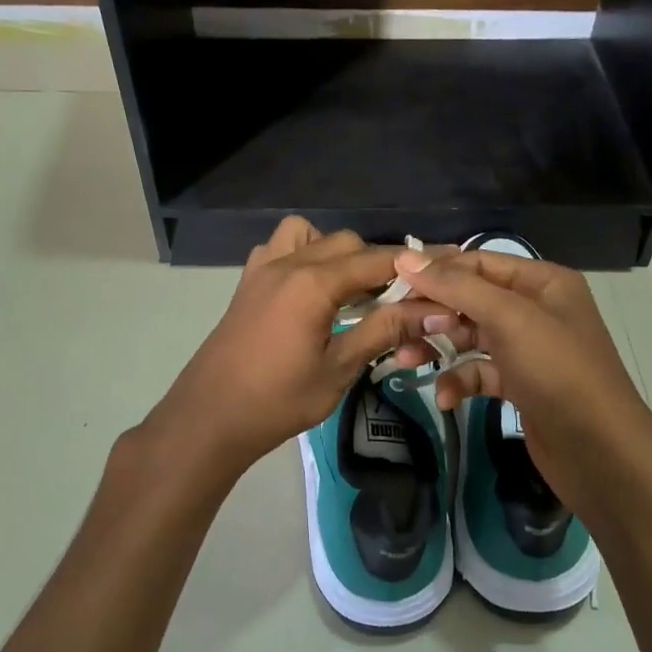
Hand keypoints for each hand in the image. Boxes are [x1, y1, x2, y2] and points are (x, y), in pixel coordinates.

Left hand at [145, 218, 449, 483]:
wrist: (209, 417)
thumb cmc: (277, 400)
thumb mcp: (338, 369)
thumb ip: (384, 331)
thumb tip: (434, 310)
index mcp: (313, 283)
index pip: (376, 261)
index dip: (413, 266)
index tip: (442, 273)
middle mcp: (288, 262)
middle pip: (346, 242)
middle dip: (377, 264)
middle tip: (396, 301)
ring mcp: (263, 268)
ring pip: (310, 234)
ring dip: (336, 252)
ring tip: (348, 291)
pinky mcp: (248, 282)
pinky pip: (280, 247)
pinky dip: (303, 254)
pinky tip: (310, 291)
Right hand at [392, 247, 651, 517]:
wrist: (602, 454)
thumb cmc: (558, 372)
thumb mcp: (509, 319)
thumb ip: (457, 286)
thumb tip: (405, 259)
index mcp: (542, 282)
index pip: (478, 262)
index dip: (437, 270)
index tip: (392, 281)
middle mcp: (535, 309)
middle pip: (471, 299)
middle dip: (433, 312)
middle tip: (394, 325)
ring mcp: (529, 349)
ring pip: (471, 337)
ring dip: (439, 347)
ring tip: (406, 361)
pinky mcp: (521, 385)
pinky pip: (480, 372)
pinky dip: (461, 381)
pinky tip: (446, 398)